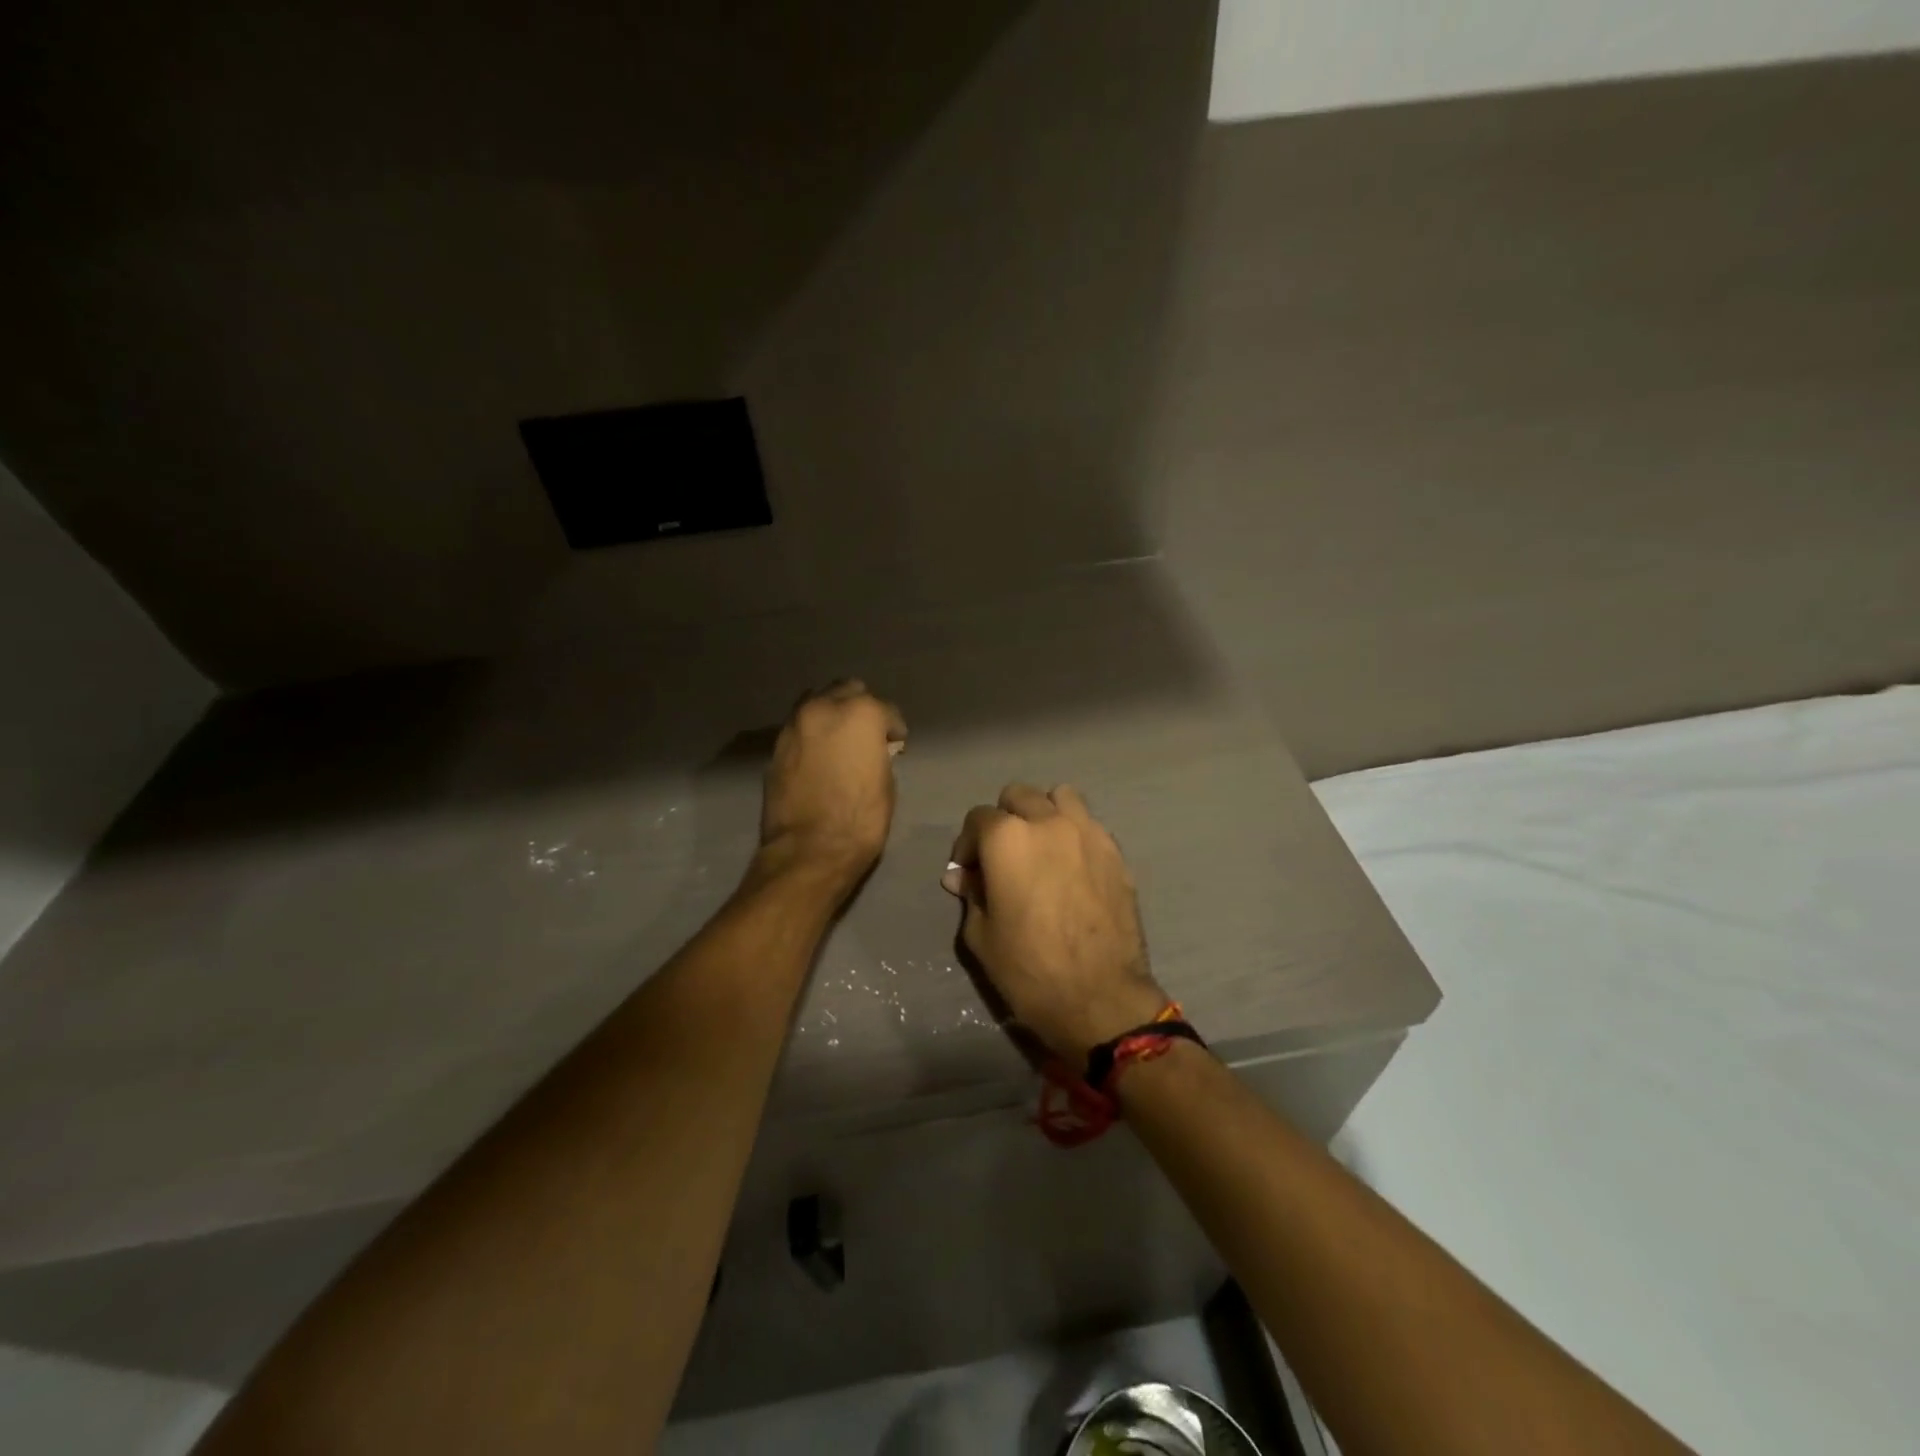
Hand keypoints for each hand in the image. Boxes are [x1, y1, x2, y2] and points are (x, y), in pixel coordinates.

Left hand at [757, 680, 907, 898]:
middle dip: (860, 707)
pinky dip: (812, 733)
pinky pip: (800, 727)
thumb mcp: (885, 784)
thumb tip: (873, 751)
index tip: (897, 743)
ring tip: (840, 739)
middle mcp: (824, 708)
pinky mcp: (776, 746)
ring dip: (831, 714)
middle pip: (846, 690)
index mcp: (860, 713)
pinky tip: (819, 754)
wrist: (809, 851)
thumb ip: (878, 754)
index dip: (894, 728)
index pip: (886, 710)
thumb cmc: (860, 819)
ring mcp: (795, 725)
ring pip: (817, 702)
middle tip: (867, 734)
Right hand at [940, 784, 1167, 1063]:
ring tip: (1042, 847)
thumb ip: (971, 894)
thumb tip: (961, 875)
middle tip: (1004, 856)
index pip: (978, 818)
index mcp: (1008, 838)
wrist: (1101, 998)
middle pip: (1019, 795)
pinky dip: (1075, 833)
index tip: (970, 872)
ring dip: (1045, 813)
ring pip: (1061, 797)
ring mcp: (1088, 833)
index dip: (969, 844)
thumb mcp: (982, 936)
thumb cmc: (1030, 970)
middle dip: (1005, 819)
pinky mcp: (1116, 852)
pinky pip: (1089, 824)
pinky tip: (1072, 867)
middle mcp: (1048, 822)